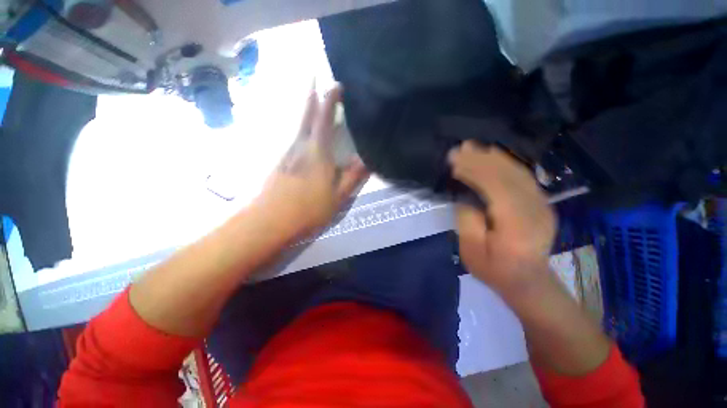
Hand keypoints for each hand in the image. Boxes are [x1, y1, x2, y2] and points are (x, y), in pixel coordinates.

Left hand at [252, 85, 368, 240]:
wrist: (268, 222)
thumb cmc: (308, 210)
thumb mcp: (337, 198)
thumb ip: (352, 178)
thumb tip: (367, 160)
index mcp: (317, 153)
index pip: (324, 119)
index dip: (330, 100)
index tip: (336, 84)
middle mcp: (299, 146)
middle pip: (305, 115)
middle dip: (310, 94)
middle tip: (313, 76)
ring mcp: (284, 153)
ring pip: (295, 124)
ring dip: (302, 108)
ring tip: (307, 97)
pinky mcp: (276, 162)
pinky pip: (289, 137)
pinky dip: (296, 127)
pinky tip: (298, 130)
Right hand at [449, 141, 555, 295]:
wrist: (528, 282)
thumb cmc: (495, 270)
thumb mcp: (471, 252)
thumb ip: (468, 222)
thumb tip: (465, 198)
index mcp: (517, 224)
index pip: (495, 186)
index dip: (474, 170)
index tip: (454, 160)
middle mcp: (535, 209)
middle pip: (508, 175)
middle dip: (481, 159)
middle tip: (460, 148)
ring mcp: (542, 204)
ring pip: (517, 172)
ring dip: (493, 157)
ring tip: (473, 147)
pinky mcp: (541, 203)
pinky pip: (523, 176)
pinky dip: (505, 163)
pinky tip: (492, 156)